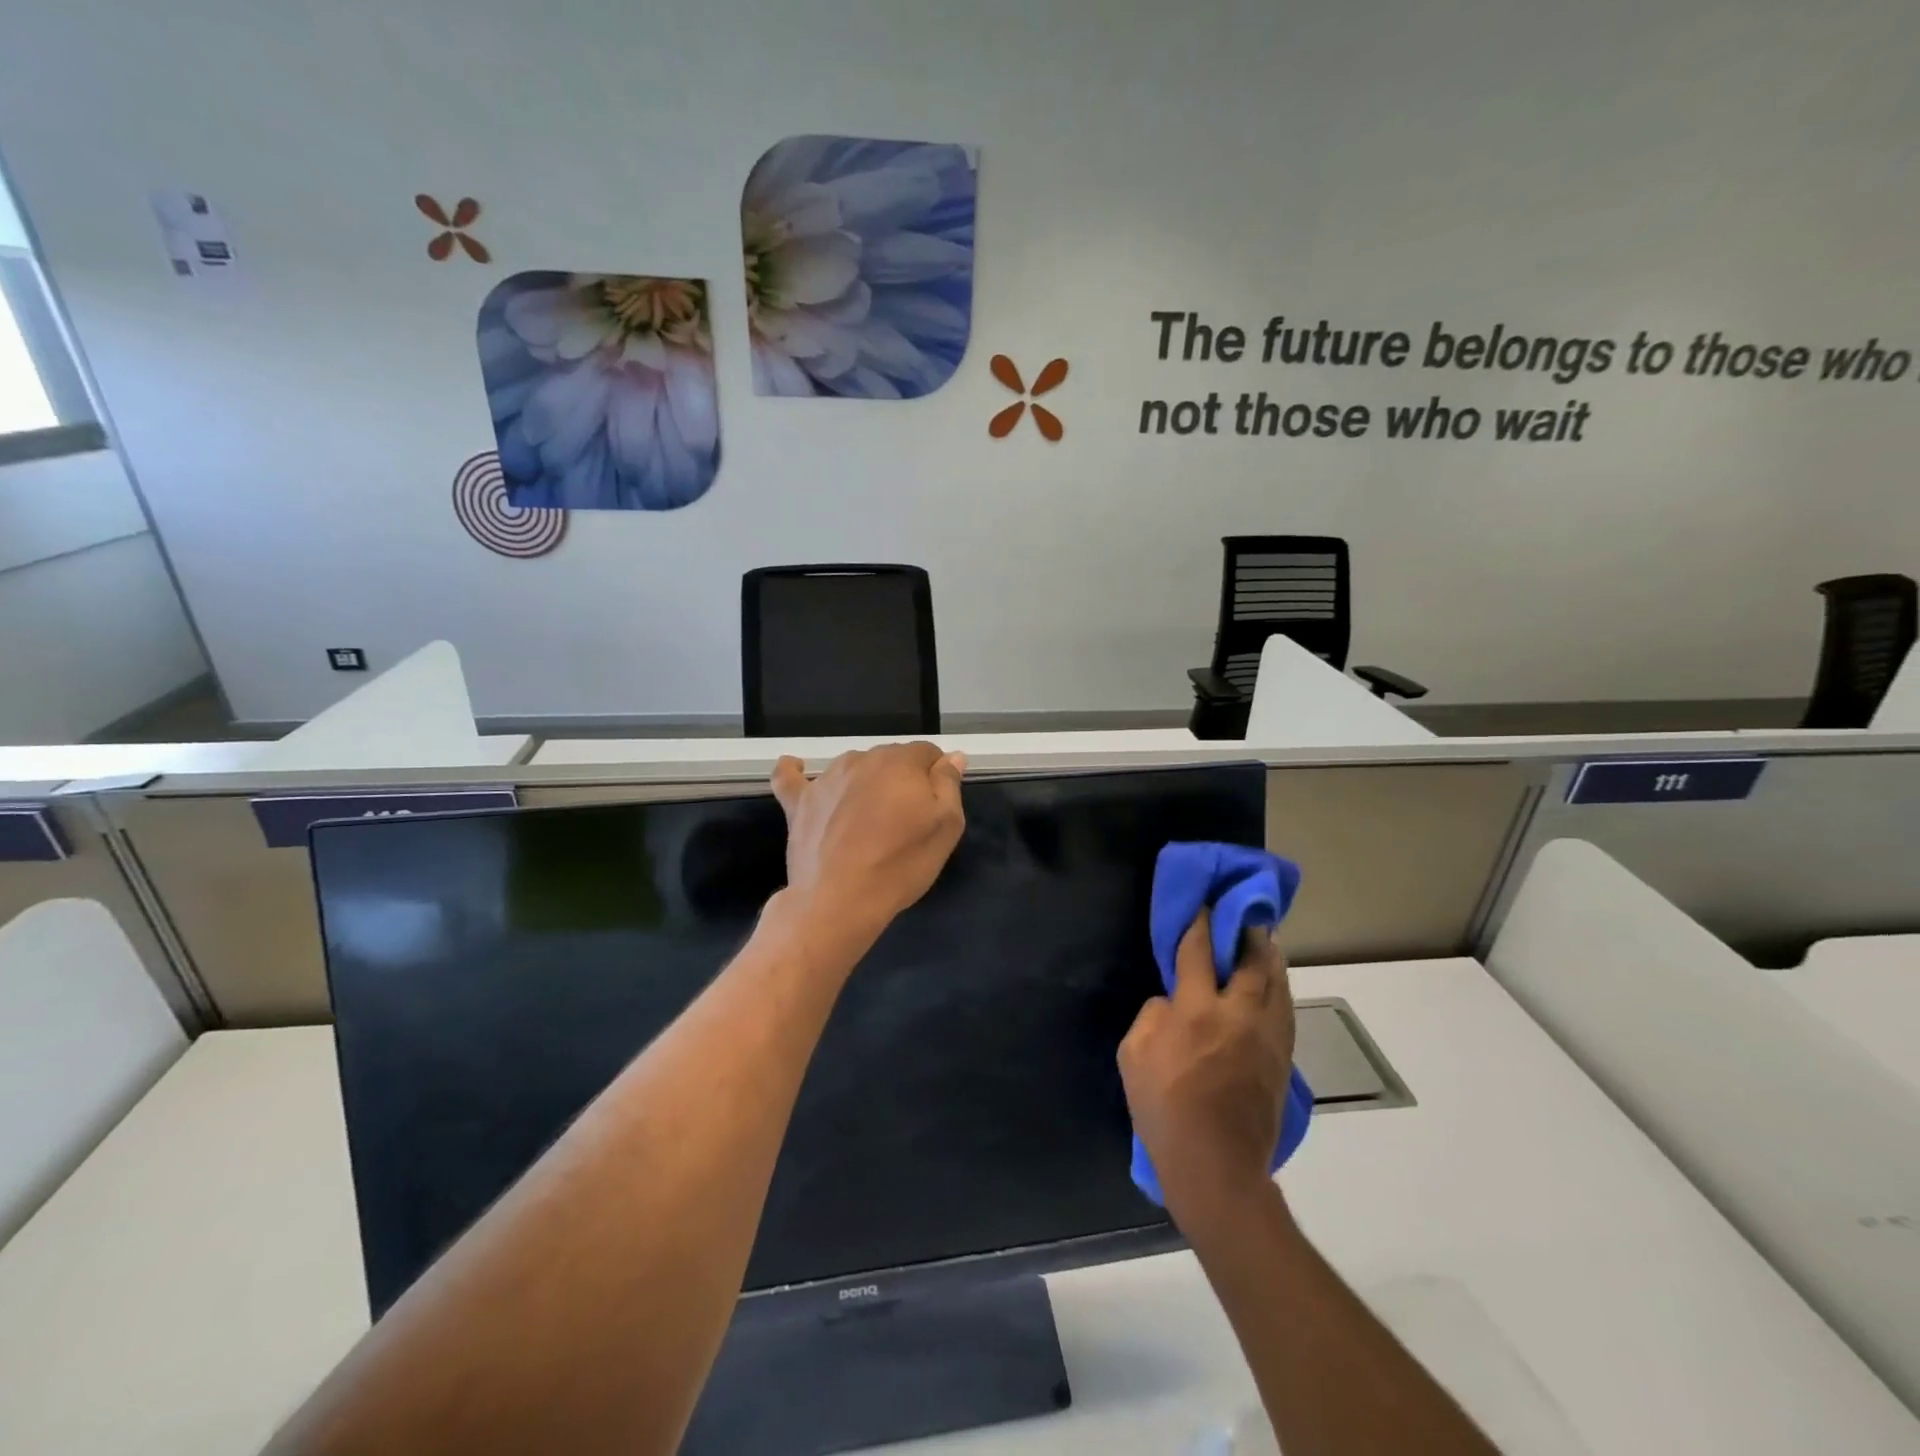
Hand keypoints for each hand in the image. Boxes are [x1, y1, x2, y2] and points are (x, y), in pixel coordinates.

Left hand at [770, 743, 966, 943]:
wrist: (840, 900)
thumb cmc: (901, 863)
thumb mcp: (945, 826)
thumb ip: (948, 784)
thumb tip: (952, 756)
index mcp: (900, 762)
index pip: (927, 753)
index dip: (935, 776)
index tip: (936, 805)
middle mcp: (862, 759)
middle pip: (890, 759)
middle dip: (902, 780)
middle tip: (906, 819)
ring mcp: (826, 779)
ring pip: (853, 768)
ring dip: (864, 782)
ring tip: (868, 818)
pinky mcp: (798, 802)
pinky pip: (791, 777)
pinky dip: (795, 772)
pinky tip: (796, 768)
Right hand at [1119, 913, 1296, 1222]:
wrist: (1216, 1168)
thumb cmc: (1164, 1109)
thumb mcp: (1133, 1056)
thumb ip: (1152, 1016)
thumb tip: (1172, 1001)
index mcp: (1197, 1011)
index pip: (1199, 952)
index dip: (1200, 923)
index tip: (1205, 903)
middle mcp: (1238, 1016)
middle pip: (1252, 962)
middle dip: (1250, 933)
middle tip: (1249, 913)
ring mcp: (1267, 1039)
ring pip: (1277, 985)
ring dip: (1272, 958)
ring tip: (1267, 940)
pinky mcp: (1282, 1060)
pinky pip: (1285, 1012)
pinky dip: (1280, 989)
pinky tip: (1275, 984)